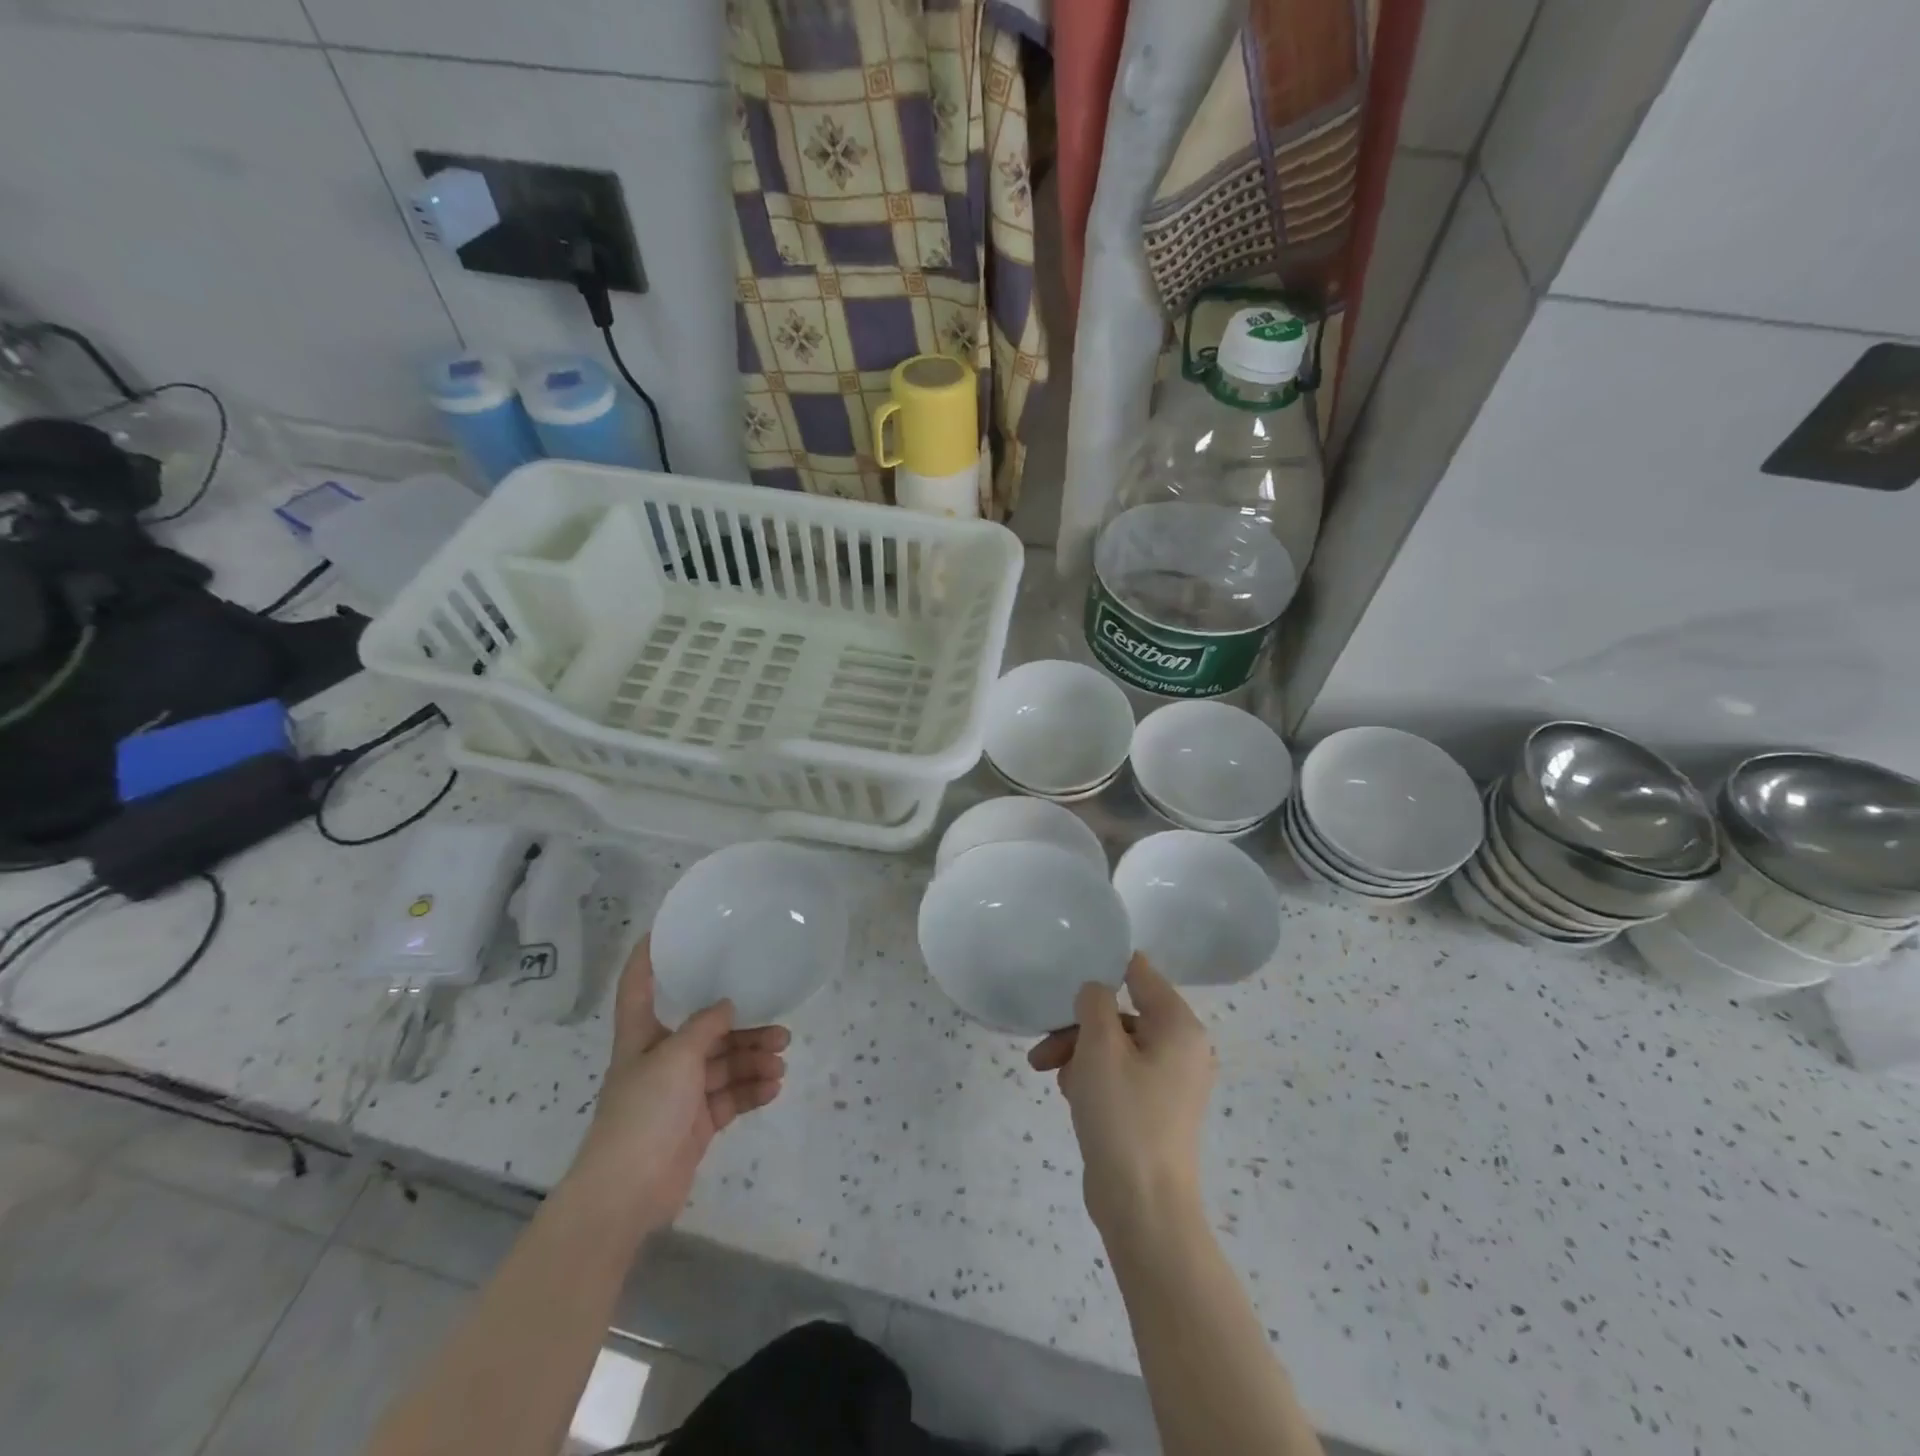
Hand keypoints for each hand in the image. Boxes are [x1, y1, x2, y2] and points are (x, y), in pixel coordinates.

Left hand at [570, 935, 788, 1234]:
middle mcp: (661, 1059)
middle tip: (780, 1029)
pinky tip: (773, 1087)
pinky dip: (752, 1091)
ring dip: (754, 1061)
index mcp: (642, 1036)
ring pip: (724, 1065)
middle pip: (705, 1031)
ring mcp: (679, 1095)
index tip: (664, 929)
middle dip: (743, 1028)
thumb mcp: (674, 1057)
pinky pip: (730, 1098)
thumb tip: (727, 1004)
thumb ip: (704, 1027)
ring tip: (781, 1062)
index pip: (638, 986)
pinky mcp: (696, 1124)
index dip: (647, 957)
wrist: (626, 1193)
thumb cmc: (642, 1112)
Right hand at [1029, 954, 1215, 1238]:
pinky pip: (1120, 1075)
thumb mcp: (1100, 1047)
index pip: (1141, 973)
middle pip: (1122, 1013)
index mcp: (1179, 1026)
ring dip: (1079, 1053)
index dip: (1104, 968)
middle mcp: (1182, 1048)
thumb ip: (1095, 1003)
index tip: (1067, 975)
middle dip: (1079, 1026)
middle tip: (1043, 1046)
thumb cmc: (1123, 1116)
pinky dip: (1093, 1077)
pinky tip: (1069, 1095)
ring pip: (1116, 1046)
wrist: (1143, 1208)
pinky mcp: (1155, 1109)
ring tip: (1048, 1074)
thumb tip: (1096, 990)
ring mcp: (1171, 1082)